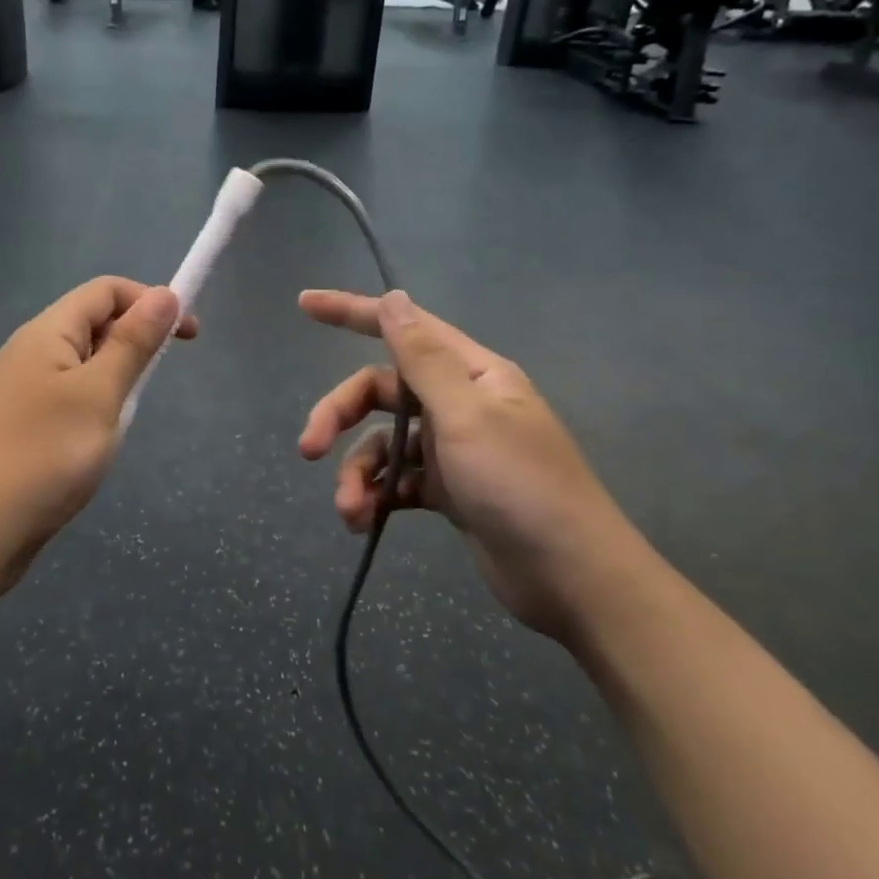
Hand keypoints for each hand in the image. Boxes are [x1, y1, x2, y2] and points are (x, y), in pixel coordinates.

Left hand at [0, 277, 196, 590]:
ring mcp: (19, 389)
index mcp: (47, 332)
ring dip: (113, 380)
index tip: (187, 337)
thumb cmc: (45, 455)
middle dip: (132, 342)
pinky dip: (92, 406)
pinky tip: (93, 442)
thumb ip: (133, 343)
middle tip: (150, 387)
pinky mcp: (18, 423)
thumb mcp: (100, 394)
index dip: (150, 301)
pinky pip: (66, 396)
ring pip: (82, 364)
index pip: (106, 290)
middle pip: (92, 323)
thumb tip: (163, 294)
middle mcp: (29, 350)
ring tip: (119, 421)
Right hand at [297, 289, 651, 639]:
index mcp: (471, 373)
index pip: (402, 328)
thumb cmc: (521, 486)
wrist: (573, 580)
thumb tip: (394, 298)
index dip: (351, 312)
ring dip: (356, 472)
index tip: (304, 304)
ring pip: (383, 443)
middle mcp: (460, 403)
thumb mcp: (467, 416)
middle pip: (380, 392)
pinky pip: (396, 481)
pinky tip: (364, 522)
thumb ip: (423, 358)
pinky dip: (376, 497)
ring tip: (349, 510)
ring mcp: (453, 449)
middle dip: (339, 416)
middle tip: (309, 449)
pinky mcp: (448, 492)